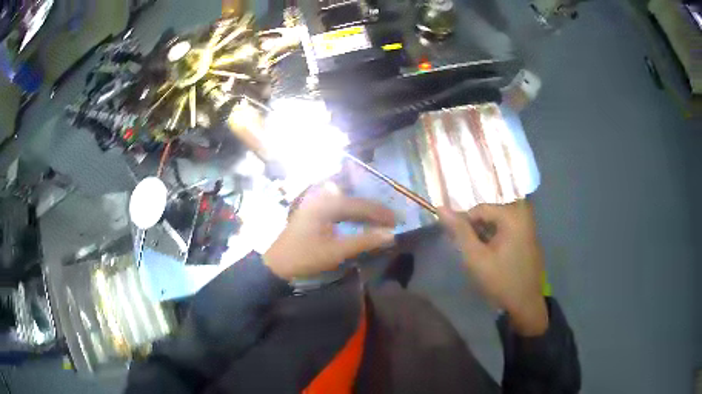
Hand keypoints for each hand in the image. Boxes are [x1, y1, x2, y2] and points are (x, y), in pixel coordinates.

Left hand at [264, 184, 395, 280]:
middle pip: (353, 201)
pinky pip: (336, 206)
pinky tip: (358, 218)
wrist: (277, 264)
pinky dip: (350, 213)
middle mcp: (320, 197)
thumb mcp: (336, 251)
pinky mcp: (312, 210)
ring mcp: (314, 202)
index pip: (360, 205)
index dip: (380, 213)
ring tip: (378, 219)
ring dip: (362, 210)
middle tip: (391, 221)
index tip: (397, 220)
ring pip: (345, 202)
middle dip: (373, 210)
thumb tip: (390, 235)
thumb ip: (364, 241)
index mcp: (325, 204)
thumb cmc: (305, 257)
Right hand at [438, 200, 547, 336]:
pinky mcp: (530, 235)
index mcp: (512, 215)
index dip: (465, 225)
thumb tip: (441, 208)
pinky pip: (508, 228)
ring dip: (485, 234)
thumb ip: (459, 231)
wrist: (525, 304)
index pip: (478, 209)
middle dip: (476, 229)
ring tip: (482, 255)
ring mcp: (529, 224)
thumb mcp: (476, 258)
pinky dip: (497, 237)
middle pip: (489, 213)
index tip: (460, 245)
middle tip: (471, 250)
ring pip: (497, 221)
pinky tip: (494, 255)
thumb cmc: (500, 280)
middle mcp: (523, 213)